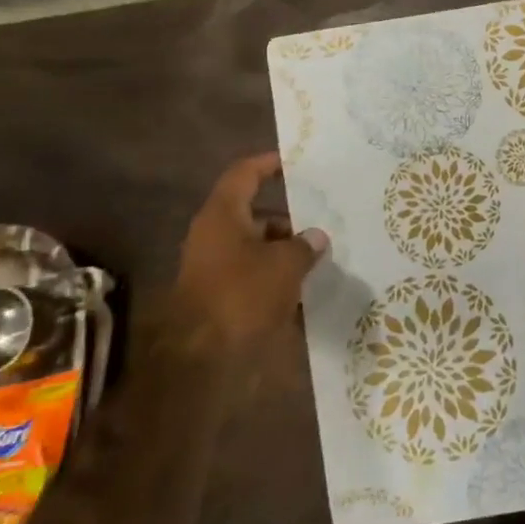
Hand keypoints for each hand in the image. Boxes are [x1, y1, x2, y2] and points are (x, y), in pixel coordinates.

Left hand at [160, 154, 328, 355]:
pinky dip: (276, 271)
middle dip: (289, 214)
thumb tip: (317, 236)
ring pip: (256, 244)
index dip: (270, 164)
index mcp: (223, 215)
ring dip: (285, 246)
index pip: (245, 174)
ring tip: (321, 252)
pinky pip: (253, 271)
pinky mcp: (220, 295)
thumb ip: (305, 245)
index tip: (297, 162)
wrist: (201, 361)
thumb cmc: (242, 296)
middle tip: (323, 215)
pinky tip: (305, 281)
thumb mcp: (285, 264)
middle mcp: (214, 235)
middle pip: (254, 212)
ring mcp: (214, 266)